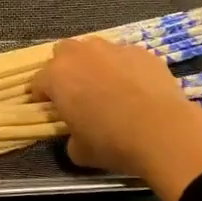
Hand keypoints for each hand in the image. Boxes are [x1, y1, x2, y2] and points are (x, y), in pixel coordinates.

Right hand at [34, 37, 201, 200]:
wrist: (163, 132)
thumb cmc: (112, 142)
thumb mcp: (79, 151)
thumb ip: (70, 137)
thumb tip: (76, 135)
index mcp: (57, 76)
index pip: (38, 82)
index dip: (42, 96)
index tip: (49, 109)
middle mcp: (81, 54)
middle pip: (63, 52)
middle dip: (65, 69)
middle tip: (76, 92)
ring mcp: (113, 48)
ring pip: (95, 50)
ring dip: (94, 64)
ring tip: (108, 88)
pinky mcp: (142, 52)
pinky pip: (125, 56)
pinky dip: (124, 68)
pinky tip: (136, 89)